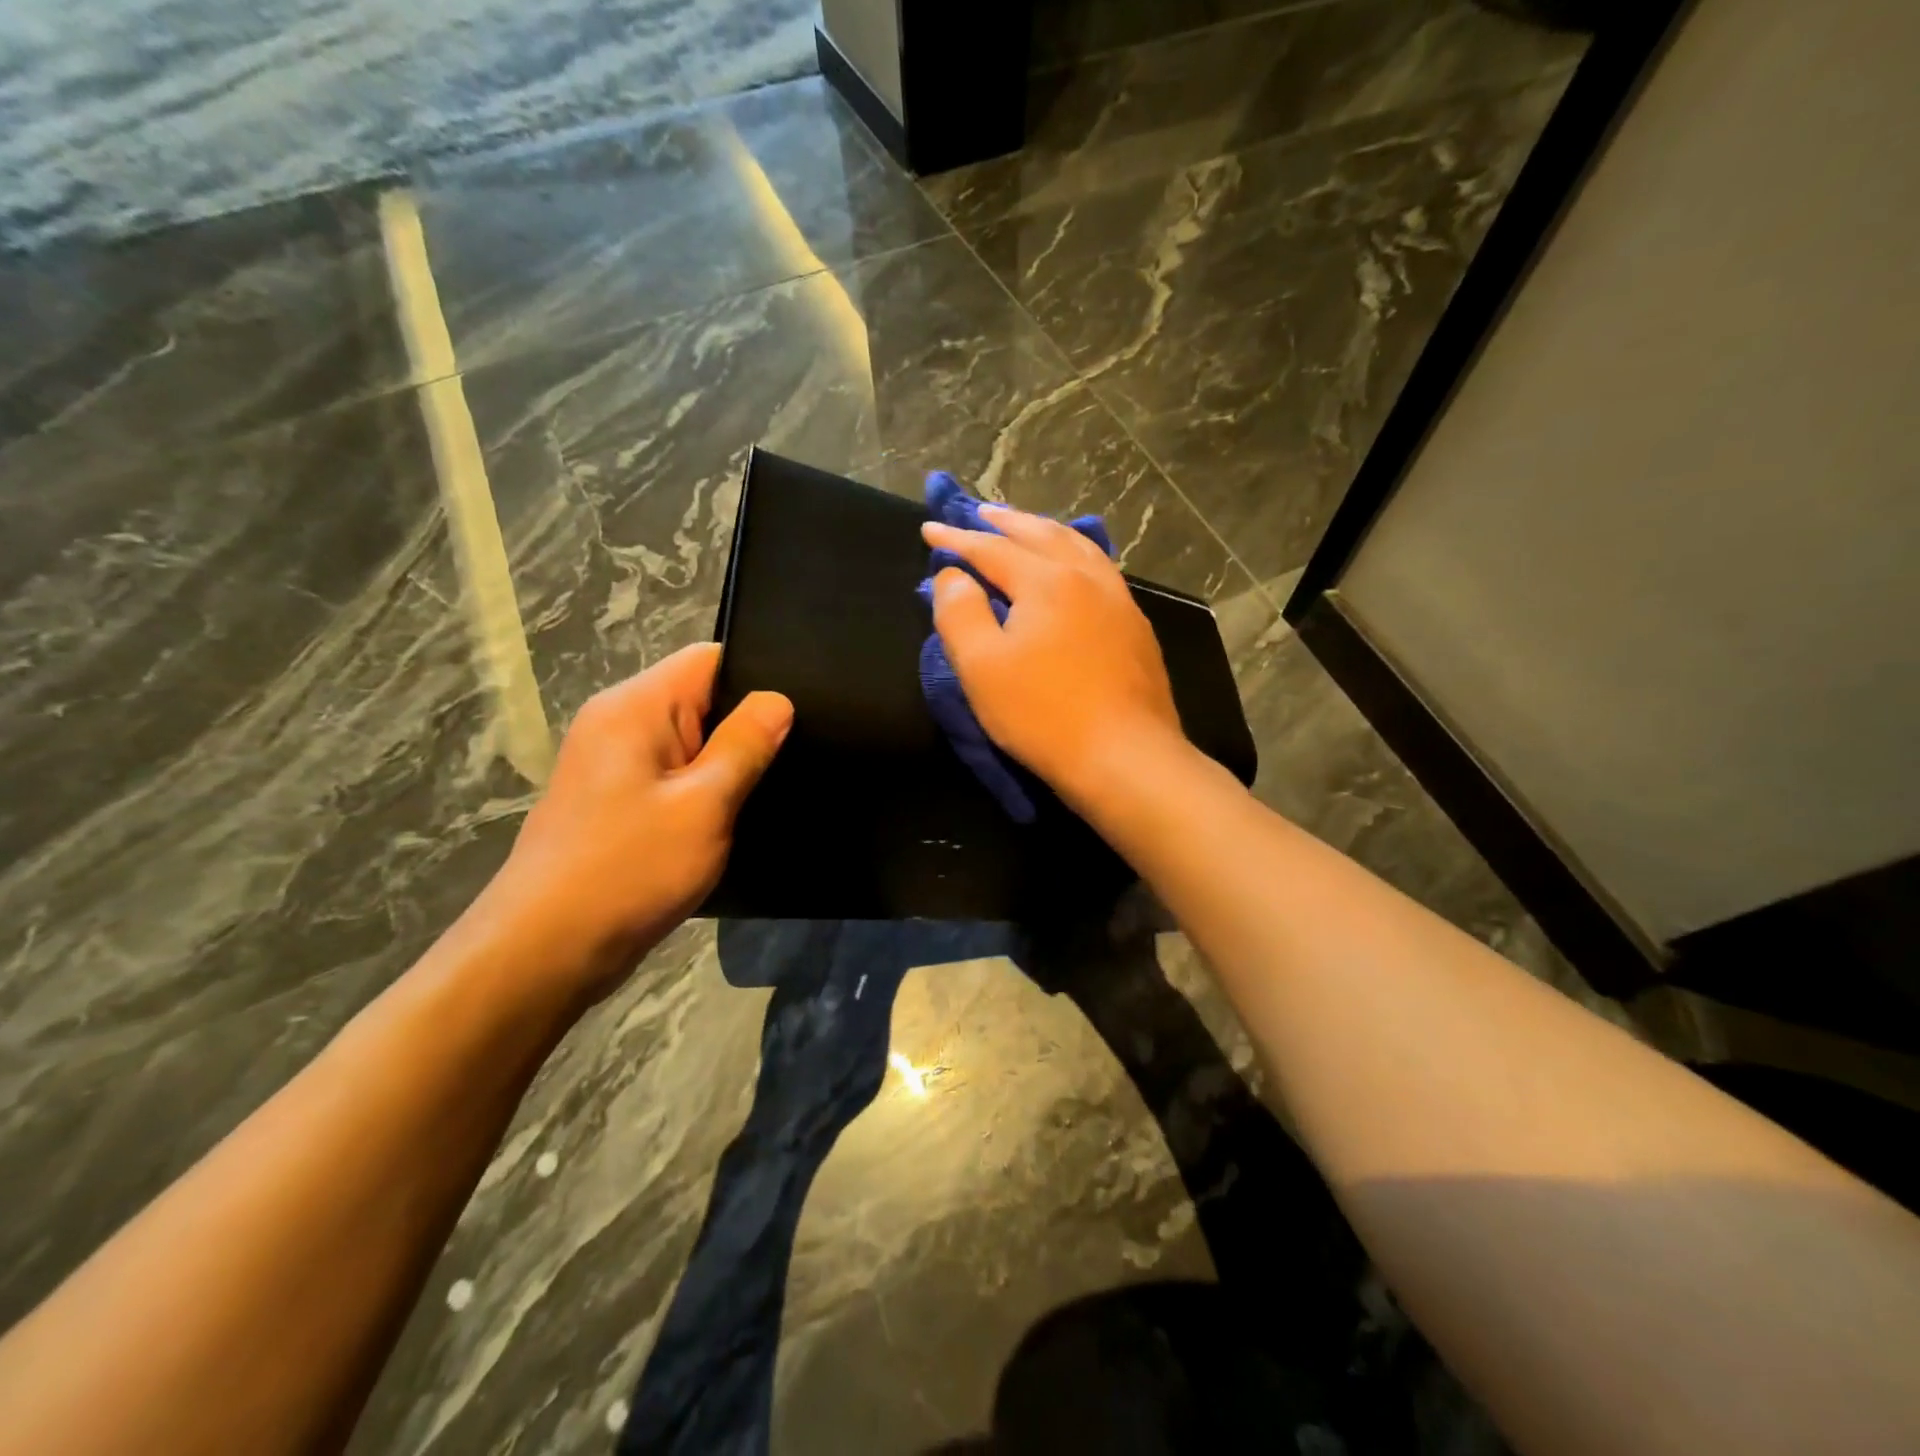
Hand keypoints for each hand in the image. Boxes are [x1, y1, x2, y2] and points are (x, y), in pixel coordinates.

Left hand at [480, 643, 791, 1000]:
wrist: (545, 951)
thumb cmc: (628, 869)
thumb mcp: (704, 804)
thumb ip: (745, 745)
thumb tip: (778, 700)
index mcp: (635, 706)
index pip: (709, 659)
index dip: (758, 676)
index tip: (801, 711)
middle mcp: (618, 722)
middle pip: (701, 697)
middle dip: (747, 724)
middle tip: (798, 754)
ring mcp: (612, 763)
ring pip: (690, 741)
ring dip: (727, 763)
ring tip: (774, 784)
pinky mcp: (615, 801)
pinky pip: (673, 775)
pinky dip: (705, 790)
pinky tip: (734, 815)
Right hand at [922, 504, 1183, 810]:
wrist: (1126, 757)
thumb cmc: (1043, 714)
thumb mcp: (981, 667)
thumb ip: (959, 613)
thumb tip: (952, 576)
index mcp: (1046, 581)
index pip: (992, 549)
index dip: (957, 539)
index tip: (929, 529)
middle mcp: (1087, 578)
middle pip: (1041, 535)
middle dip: (1005, 522)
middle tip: (979, 514)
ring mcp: (1118, 601)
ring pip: (1078, 547)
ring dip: (1045, 531)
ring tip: (1026, 527)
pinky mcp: (1136, 627)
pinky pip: (1101, 570)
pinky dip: (1076, 554)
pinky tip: (1075, 565)